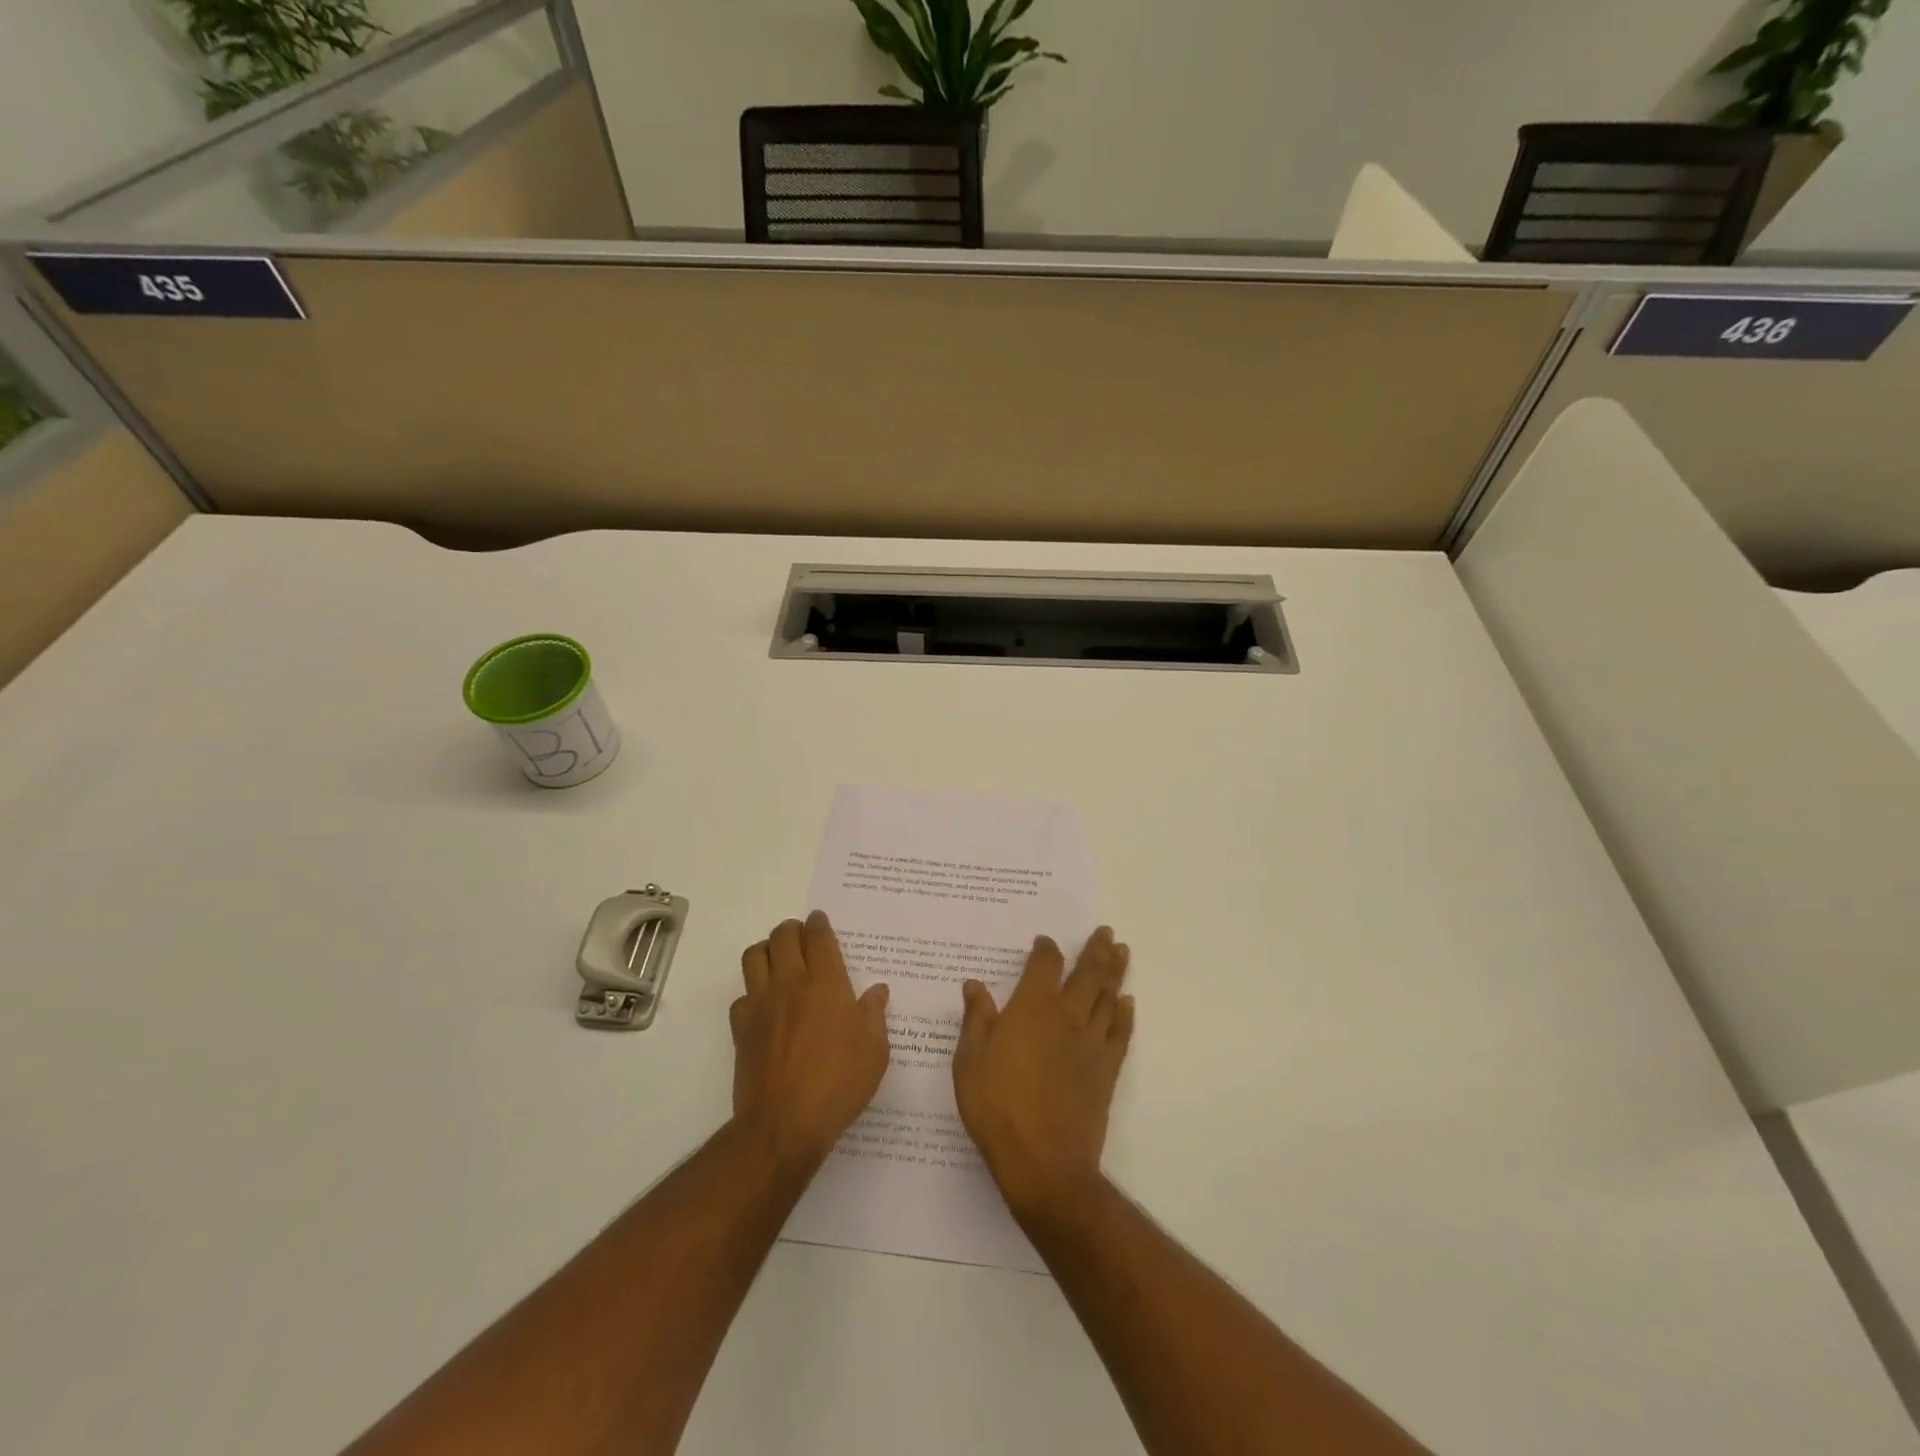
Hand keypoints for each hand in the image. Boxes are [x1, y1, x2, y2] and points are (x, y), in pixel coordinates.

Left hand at [732, 912, 890, 1168]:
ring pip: (754, 957)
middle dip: (791, 929)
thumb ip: (874, 1014)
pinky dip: (751, 992)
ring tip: (777, 958)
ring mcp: (761, 1005)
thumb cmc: (839, 1083)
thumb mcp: (874, 1051)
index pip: (818, 938)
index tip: (818, 918)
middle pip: (782, 937)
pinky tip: (763, 1005)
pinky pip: (741, 996)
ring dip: (766, 949)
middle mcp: (790, 984)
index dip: (818, 923)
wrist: (784, 1123)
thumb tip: (877, 990)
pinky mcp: (741, 1029)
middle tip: (800, 934)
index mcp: (826, 983)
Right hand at [952, 927, 1134, 1229]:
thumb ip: (976, 1020)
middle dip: (1096, 950)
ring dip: (1115, 971)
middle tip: (1106, 931)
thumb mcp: (969, 1062)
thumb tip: (974, 985)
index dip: (1046, 950)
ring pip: (1108, 997)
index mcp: (1031, 1009)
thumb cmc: (997, 1108)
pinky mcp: (1106, 1070)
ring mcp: (1091, 1043)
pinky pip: (1120, 1033)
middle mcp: (1066, 1016)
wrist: (1044, 1162)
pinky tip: (1128, 1002)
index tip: (1045, 941)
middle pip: (1087, 973)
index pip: (1044, 965)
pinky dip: (1125, 1014)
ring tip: (1122, 951)